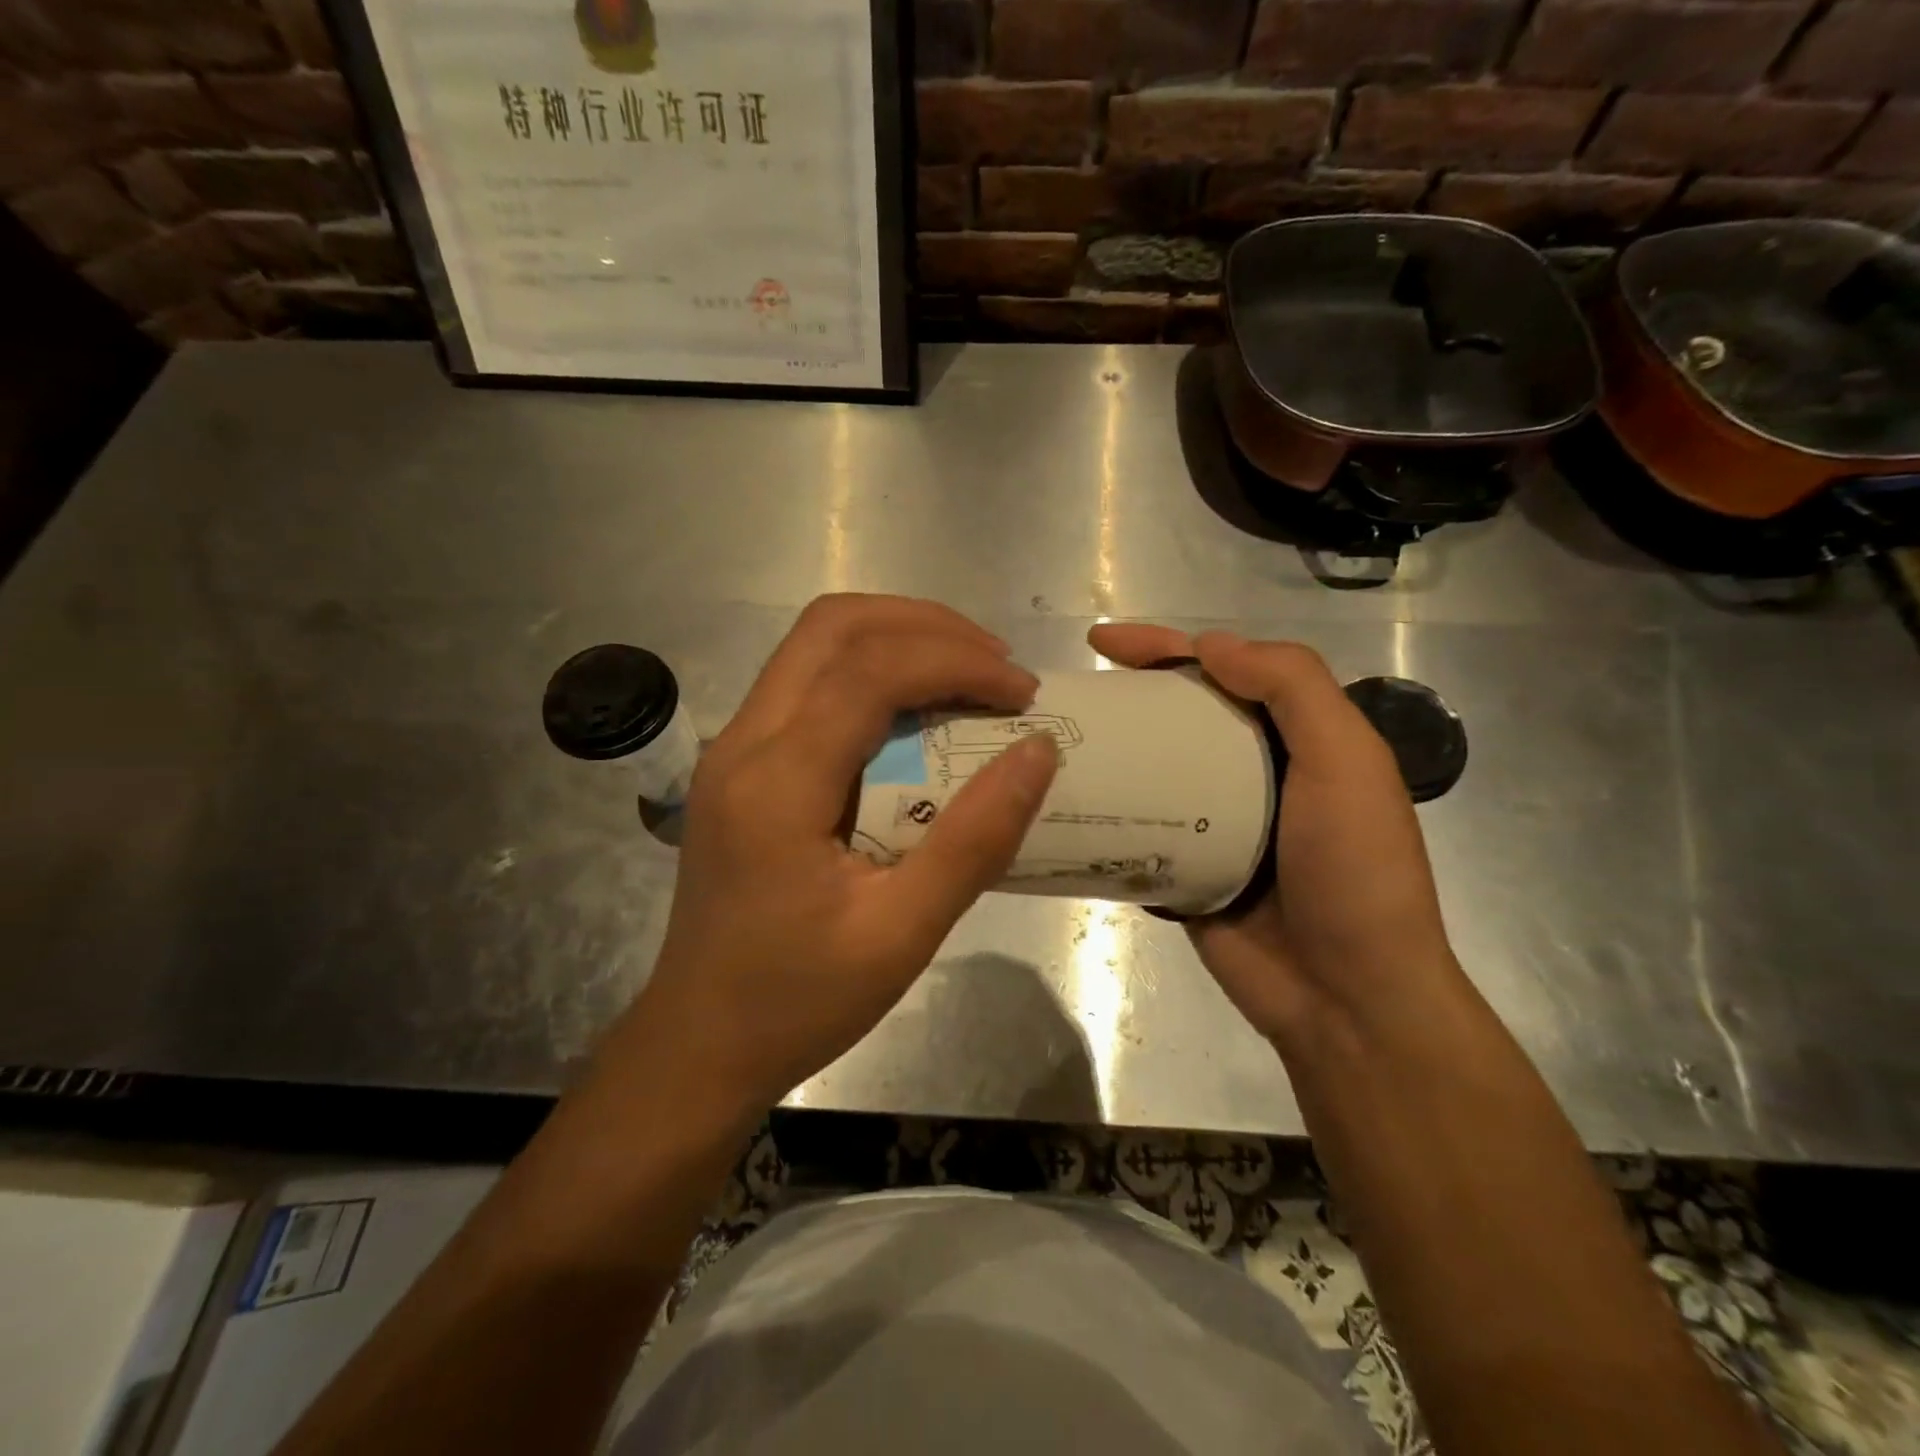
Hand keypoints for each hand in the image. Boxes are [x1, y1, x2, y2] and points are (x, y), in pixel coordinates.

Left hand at [620, 595, 1057, 1113]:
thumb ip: (974, 840)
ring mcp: (732, 748)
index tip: (1022, 693)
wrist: (699, 1043)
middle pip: (832, 626)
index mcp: (777, 783)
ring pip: (815, 644)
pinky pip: (807, 683)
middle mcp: (742, 742)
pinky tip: (916, 712)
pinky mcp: (739, 764)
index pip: (870, 672)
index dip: (956, 662)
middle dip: (926, 626)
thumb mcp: (901, 934)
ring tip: (967, 674)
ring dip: (896, 639)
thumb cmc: (798, 1001)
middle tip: (996, 665)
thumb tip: (1038, 752)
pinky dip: (870, 672)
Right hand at [1089, 625, 1459, 1048]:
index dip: (1166, 646)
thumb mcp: (1346, 763)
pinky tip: (1062, 803)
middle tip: (1069, 694)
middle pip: (1179, 716)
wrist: (1345, 998)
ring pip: (1152, 771)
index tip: (1105, 642)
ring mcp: (1213, 824)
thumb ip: (1293, 688)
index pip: (1224, 671)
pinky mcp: (1183, 869)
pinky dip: (1107, 814)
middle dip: (1128, 696)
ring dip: (1110, 753)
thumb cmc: (1353, 871)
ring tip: (1054, 743)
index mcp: (1294, 740)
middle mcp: (1253, 773)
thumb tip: (1211, 644)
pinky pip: (1138, 830)